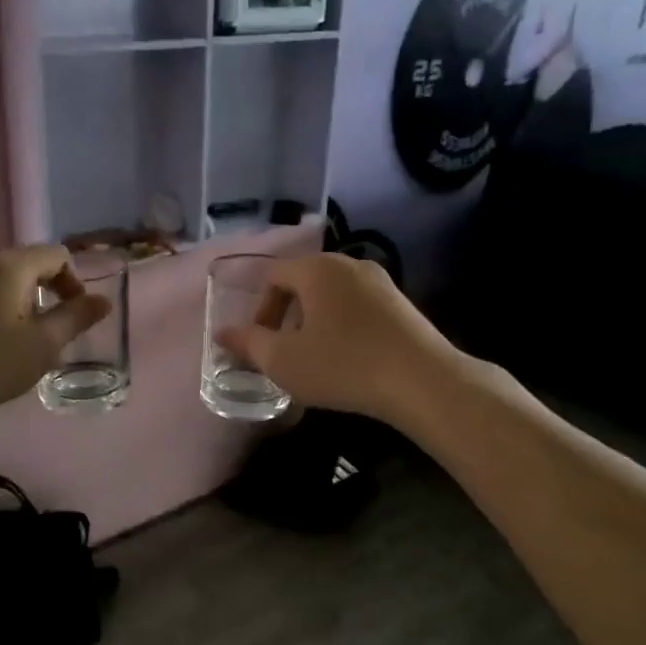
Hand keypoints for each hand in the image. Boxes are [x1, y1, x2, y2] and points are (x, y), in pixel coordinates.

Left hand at [0, 246, 110, 436]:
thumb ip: (76, 319)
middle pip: (28, 265)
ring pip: (1, 283)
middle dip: (49, 294)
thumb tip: (104, 300)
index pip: (57, 255)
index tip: (76, 318)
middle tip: (53, 334)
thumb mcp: (41, 346)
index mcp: (10, 267)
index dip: (75, 283)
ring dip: (22, 306)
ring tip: (22, 346)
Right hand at [215, 254, 460, 426]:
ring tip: (315, 357)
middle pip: (304, 281)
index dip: (260, 309)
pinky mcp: (402, 303)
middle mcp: (349, 263)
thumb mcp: (284, 361)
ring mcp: (381, 281)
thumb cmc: (343, 366)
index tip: (262, 344)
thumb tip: (222, 333)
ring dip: (315, 321)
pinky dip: (343, 325)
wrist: (423, 381)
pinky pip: (358, 306)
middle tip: (284, 351)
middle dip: (287, 315)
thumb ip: (248, 343)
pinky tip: (349, 358)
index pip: (274, 276)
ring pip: (332, 294)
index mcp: (316, 269)